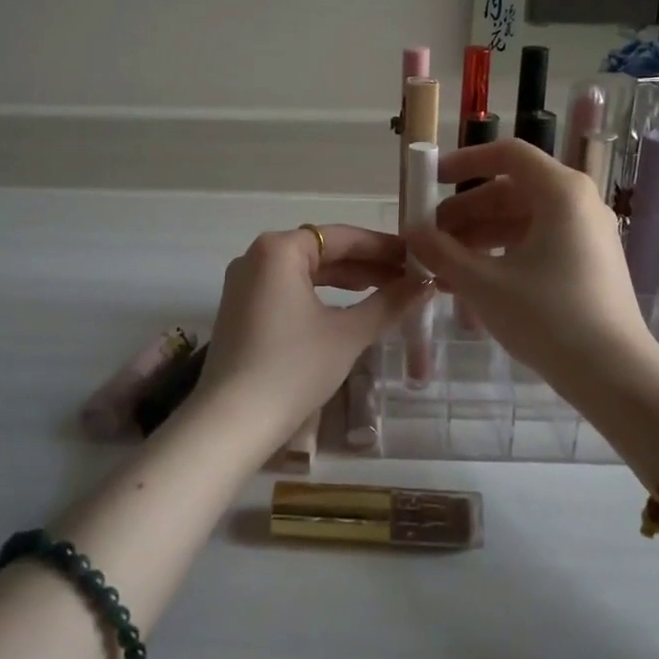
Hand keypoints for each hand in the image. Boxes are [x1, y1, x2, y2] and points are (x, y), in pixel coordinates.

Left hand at [197, 225, 425, 449]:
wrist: (232, 422)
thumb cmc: (293, 368)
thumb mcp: (347, 334)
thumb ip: (389, 303)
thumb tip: (426, 285)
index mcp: (278, 249)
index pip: (341, 237)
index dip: (382, 247)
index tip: (416, 257)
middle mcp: (256, 256)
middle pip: (322, 251)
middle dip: (366, 264)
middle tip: (409, 278)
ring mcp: (244, 284)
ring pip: (305, 272)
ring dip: (345, 281)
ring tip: (386, 290)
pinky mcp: (241, 310)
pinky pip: (289, 290)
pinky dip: (320, 296)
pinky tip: (348, 310)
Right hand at [407, 140, 658, 400]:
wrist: (614, 375)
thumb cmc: (547, 317)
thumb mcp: (483, 283)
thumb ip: (441, 252)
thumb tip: (411, 233)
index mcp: (561, 192)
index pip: (507, 154)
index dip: (465, 162)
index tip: (432, 181)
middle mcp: (578, 203)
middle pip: (511, 190)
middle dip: (465, 212)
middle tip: (429, 236)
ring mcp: (587, 234)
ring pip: (521, 220)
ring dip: (479, 237)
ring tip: (441, 266)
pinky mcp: (588, 263)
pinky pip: (537, 243)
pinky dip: (503, 254)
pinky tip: (470, 282)